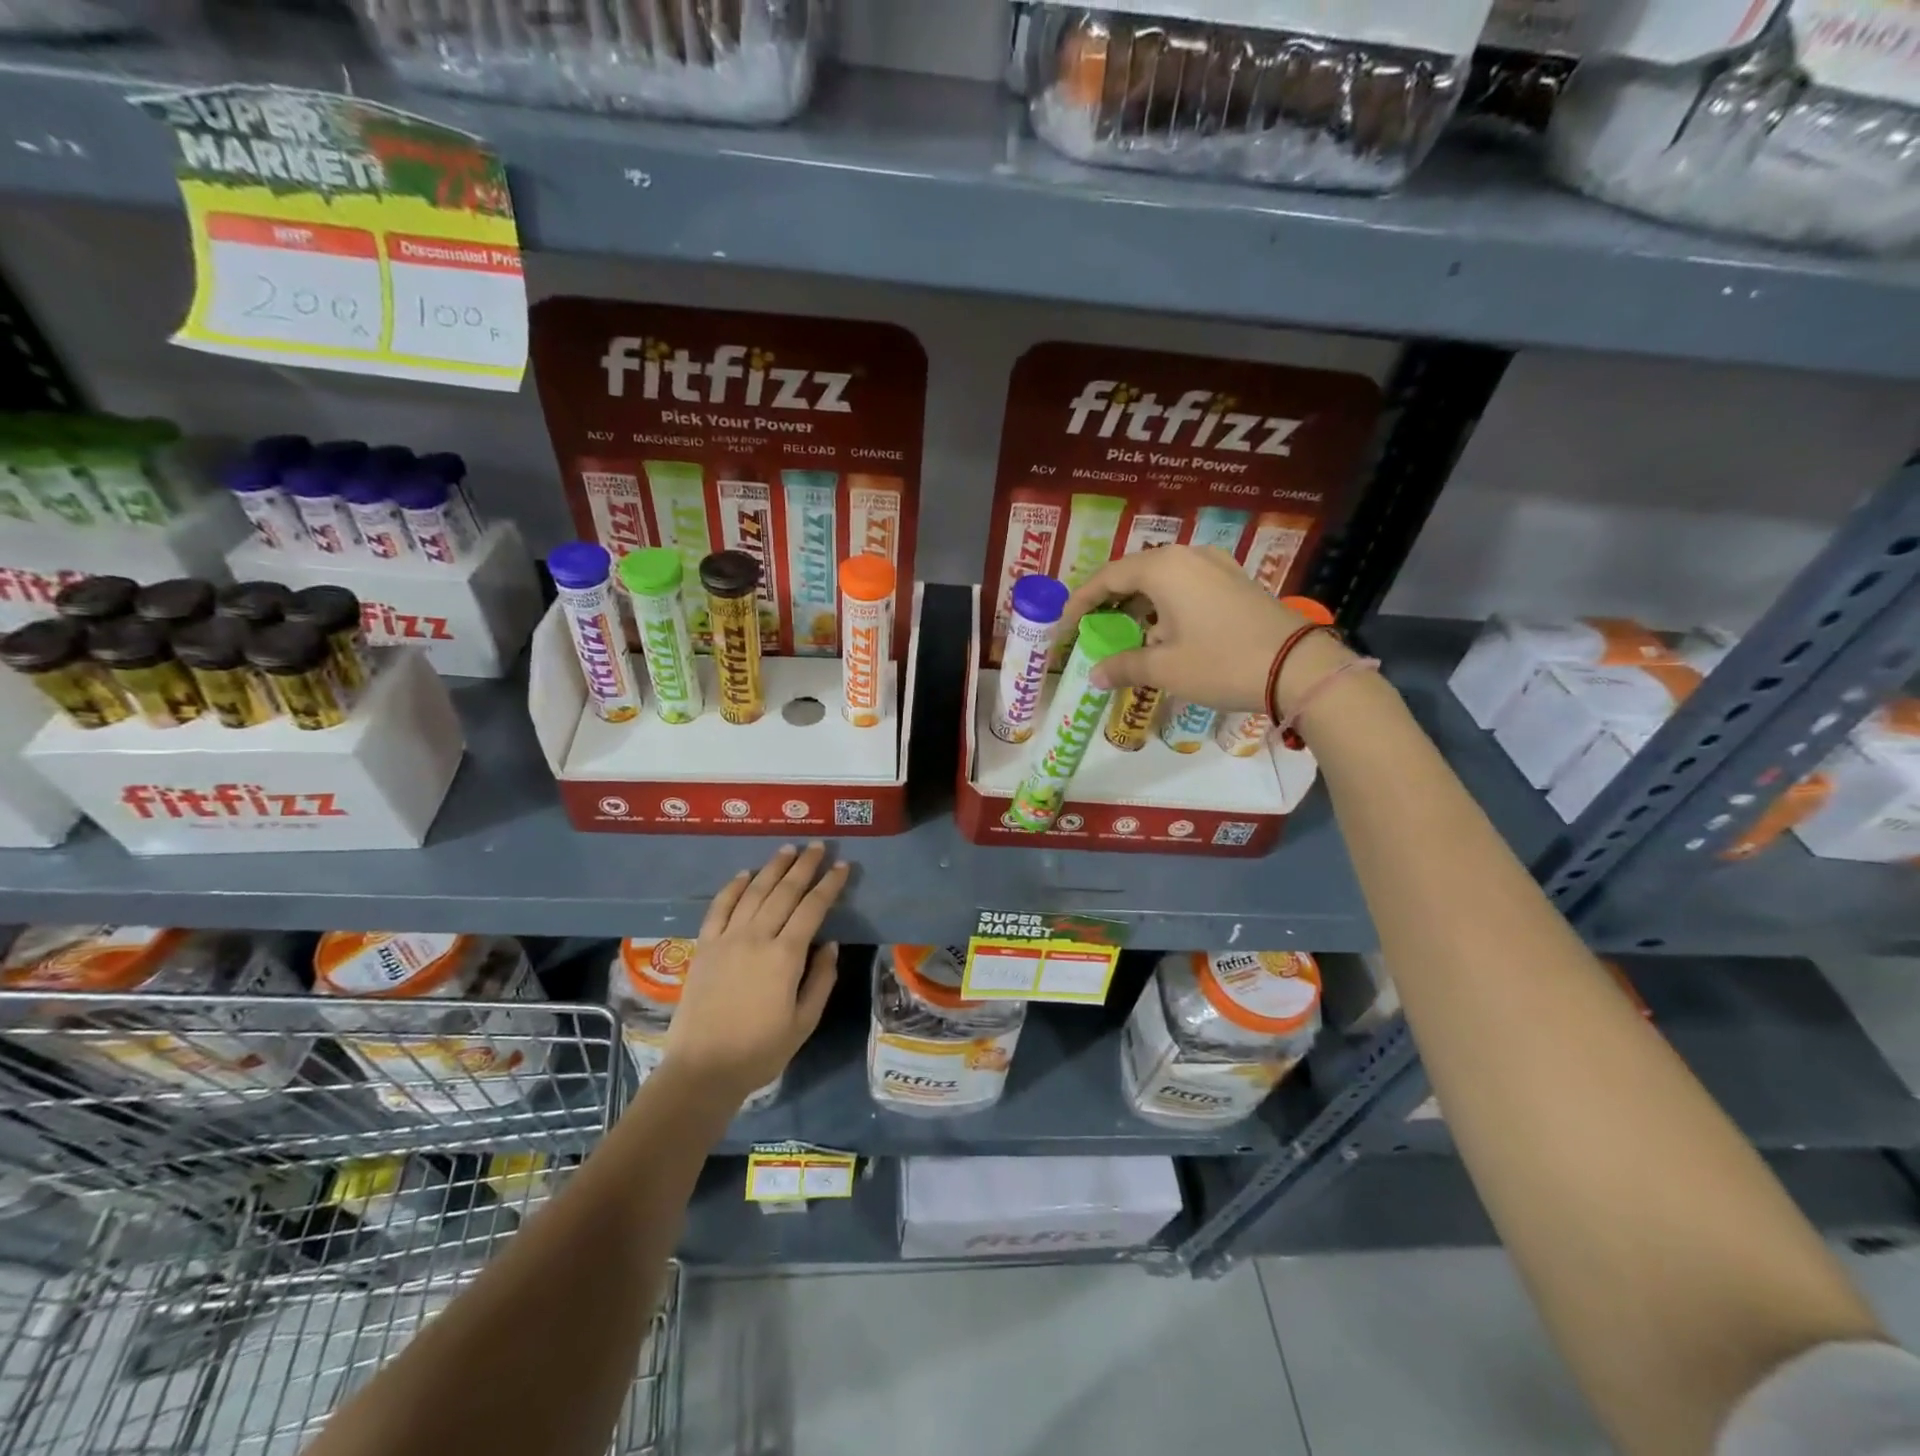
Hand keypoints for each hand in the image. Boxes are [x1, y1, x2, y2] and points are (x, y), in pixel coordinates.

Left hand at [665, 843, 849, 1102]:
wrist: (702, 1069)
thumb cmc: (760, 1051)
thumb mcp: (804, 1022)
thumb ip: (821, 980)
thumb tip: (830, 945)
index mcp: (785, 956)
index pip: (812, 908)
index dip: (829, 885)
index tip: (842, 867)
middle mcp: (756, 938)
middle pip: (784, 891)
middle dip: (804, 866)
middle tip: (818, 846)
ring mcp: (727, 939)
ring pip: (754, 892)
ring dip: (772, 867)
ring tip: (788, 849)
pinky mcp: (704, 946)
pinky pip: (719, 908)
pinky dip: (733, 887)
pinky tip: (745, 874)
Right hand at [1058, 547, 1349, 712]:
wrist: (1299, 668)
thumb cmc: (1221, 663)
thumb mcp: (1165, 669)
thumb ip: (1124, 666)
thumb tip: (1094, 673)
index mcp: (1164, 567)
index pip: (1107, 577)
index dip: (1080, 602)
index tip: (1063, 626)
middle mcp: (1187, 555)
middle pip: (1134, 573)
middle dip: (1108, 601)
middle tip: (1090, 627)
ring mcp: (1216, 565)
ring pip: (1162, 579)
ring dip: (1138, 604)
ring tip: (1123, 632)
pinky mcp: (1235, 581)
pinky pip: (1186, 585)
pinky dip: (1165, 605)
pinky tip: (1163, 631)